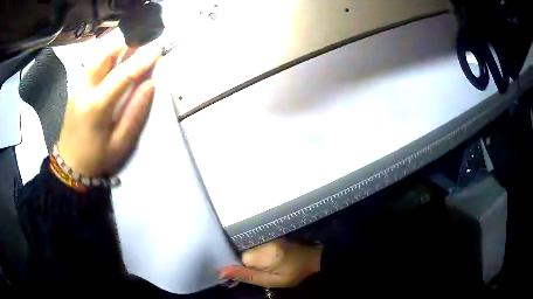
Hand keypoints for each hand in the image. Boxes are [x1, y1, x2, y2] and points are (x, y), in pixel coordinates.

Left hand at [58, 44, 160, 176]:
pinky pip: (91, 65)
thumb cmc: (96, 158)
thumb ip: (135, 113)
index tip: (158, 48)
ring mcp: (77, 88)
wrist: (70, 166)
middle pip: (104, 57)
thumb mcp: (120, 143)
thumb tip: (149, 84)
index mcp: (96, 106)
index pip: (123, 74)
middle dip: (125, 44)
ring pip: (96, 58)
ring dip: (115, 48)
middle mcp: (84, 90)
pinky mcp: (75, 89)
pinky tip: (114, 58)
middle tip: (143, 40)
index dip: (142, 60)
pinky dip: (105, 56)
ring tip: (131, 45)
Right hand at [219, 239, 321, 287]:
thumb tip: (221, 272)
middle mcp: (261, 239)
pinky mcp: (269, 230)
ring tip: (267, 261)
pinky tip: (267, 254)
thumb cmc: (294, 272)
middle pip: (241, 250)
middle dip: (246, 261)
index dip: (241, 268)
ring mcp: (265, 233)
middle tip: (262, 268)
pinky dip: (256, 248)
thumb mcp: (271, 280)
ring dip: (252, 254)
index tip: (254, 272)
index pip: (238, 259)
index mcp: (262, 253)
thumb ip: (247, 276)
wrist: (314, 256)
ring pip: (247, 245)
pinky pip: (255, 240)